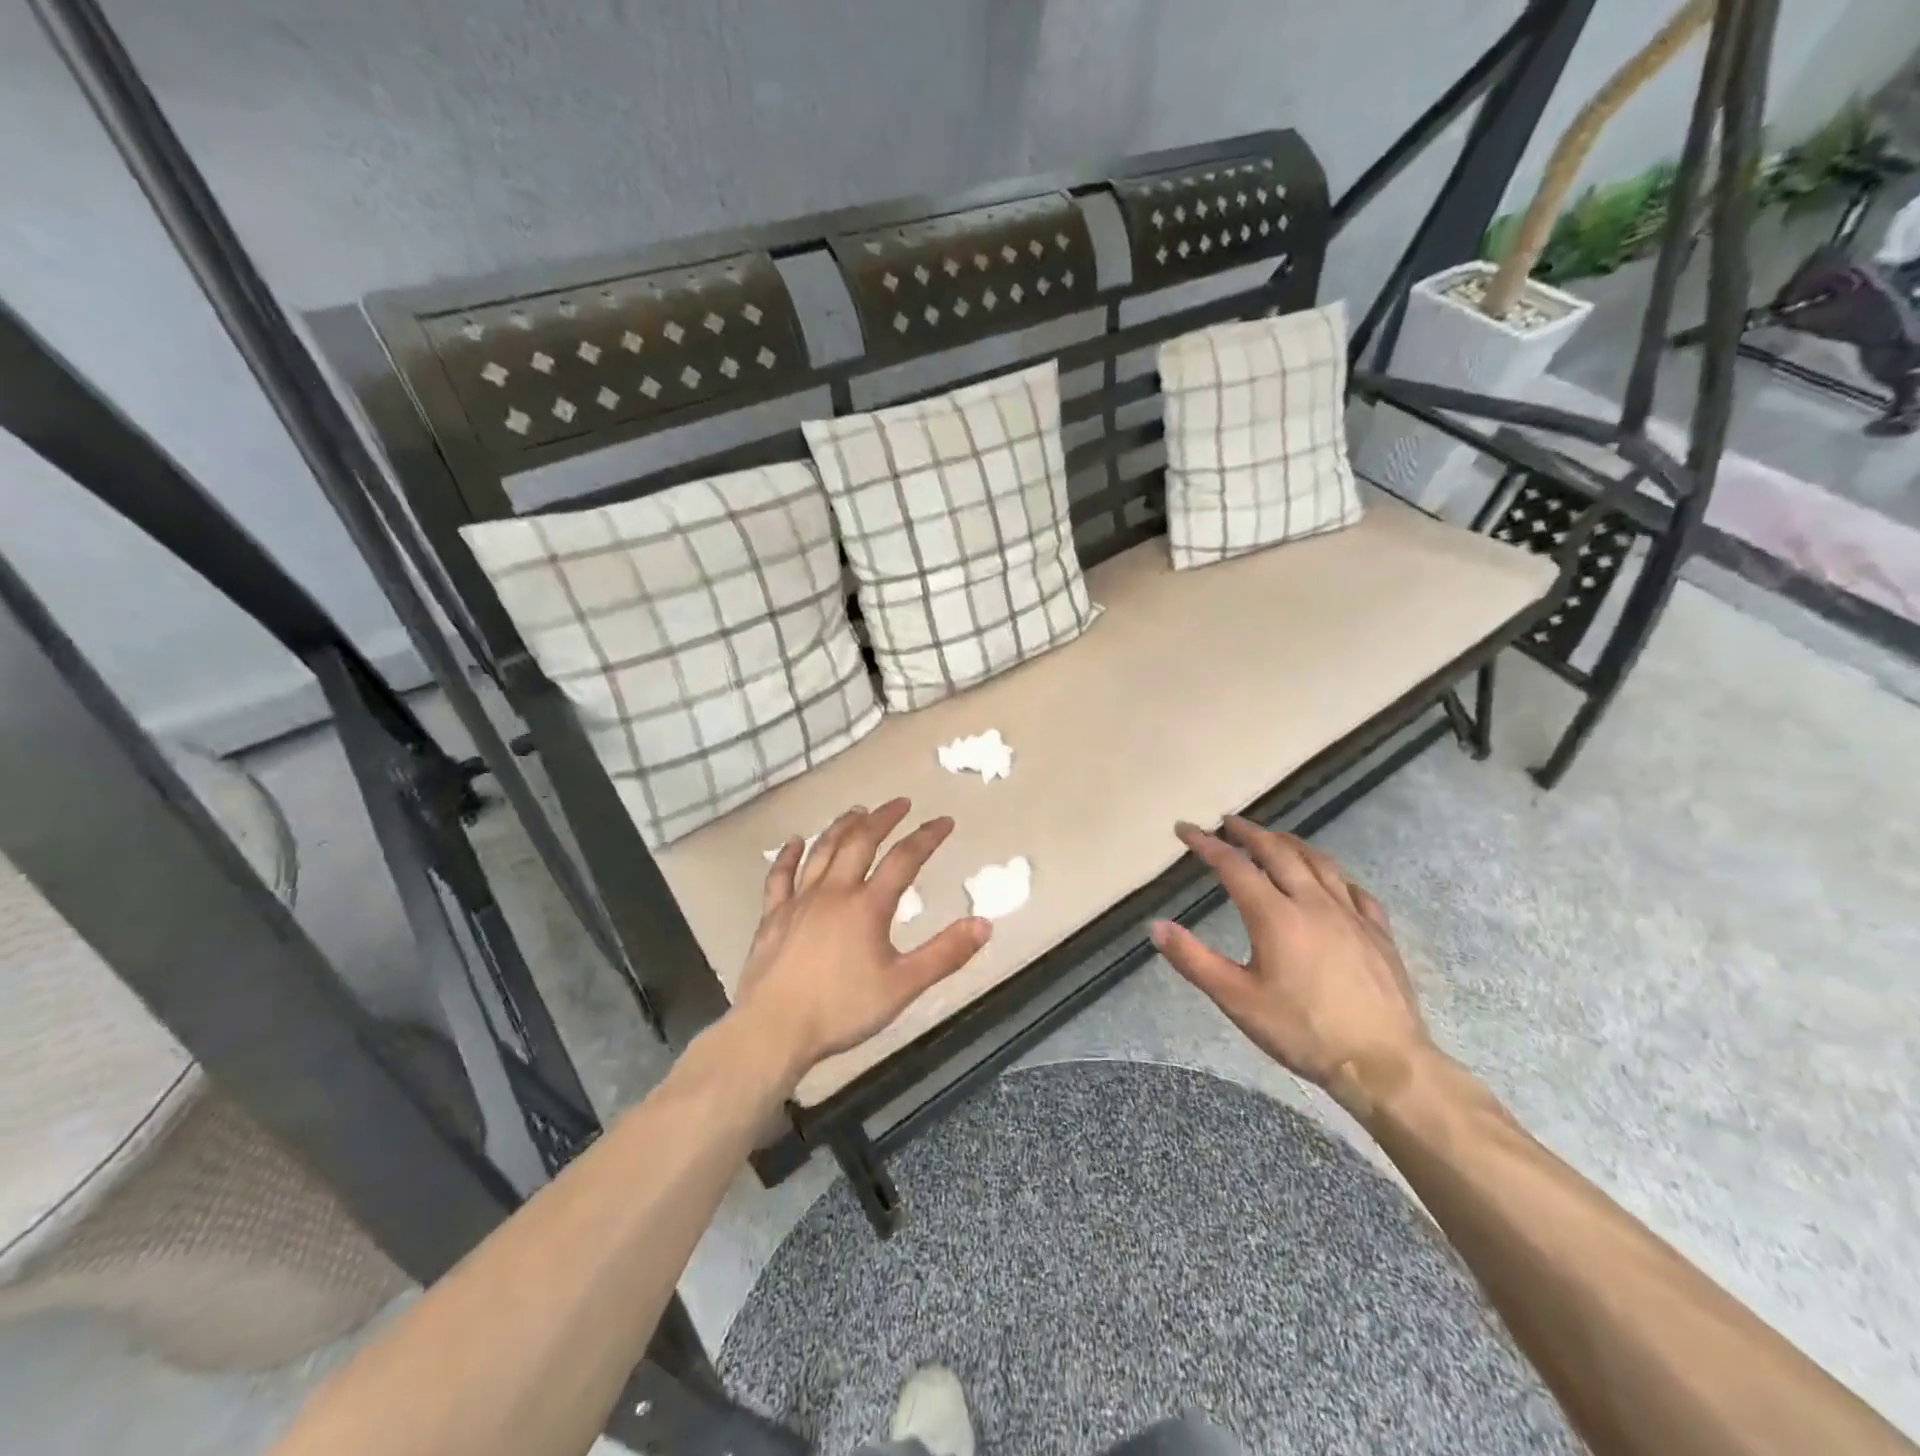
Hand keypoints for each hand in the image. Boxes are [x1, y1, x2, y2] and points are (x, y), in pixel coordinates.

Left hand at [733, 799, 991, 1074]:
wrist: (773, 1029)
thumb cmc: (842, 1009)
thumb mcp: (903, 986)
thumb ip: (945, 954)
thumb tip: (985, 924)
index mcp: (867, 906)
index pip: (904, 859)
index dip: (927, 836)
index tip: (944, 820)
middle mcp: (833, 892)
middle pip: (859, 842)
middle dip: (882, 818)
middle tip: (899, 802)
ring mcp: (799, 901)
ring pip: (822, 851)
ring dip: (841, 827)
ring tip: (856, 811)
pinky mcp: (772, 916)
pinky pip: (780, 877)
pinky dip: (788, 856)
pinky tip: (795, 842)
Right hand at [1150, 817, 1430, 1109]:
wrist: (1384, 1063)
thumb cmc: (1302, 1031)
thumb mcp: (1237, 1000)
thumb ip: (1193, 960)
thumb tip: (1155, 926)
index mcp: (1275, 915)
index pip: (1234, 866)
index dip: (1207, 844)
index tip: (1186, 829)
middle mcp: (1313, 903)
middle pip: (1278, 852)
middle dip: (1250, 833)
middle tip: (1229, 822)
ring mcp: (1351, 915)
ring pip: (1319, 863)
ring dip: (1291, 843)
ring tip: (1274, 837)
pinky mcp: (1379, 933)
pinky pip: (1354, 889)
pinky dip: (1333, 874)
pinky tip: (1331, 879)